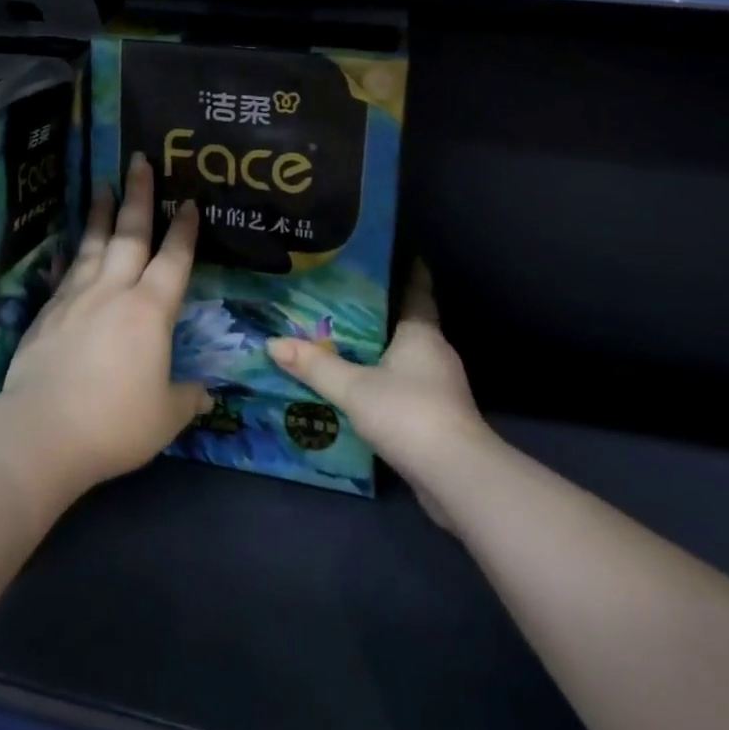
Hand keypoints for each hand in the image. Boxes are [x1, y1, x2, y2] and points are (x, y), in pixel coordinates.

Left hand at [1, 153, 211, 490]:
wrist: (42, 431)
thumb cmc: (115, 422)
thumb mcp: (165, 417)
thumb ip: (186, 398)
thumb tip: (204, 393)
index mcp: (150, 311)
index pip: (173, 260)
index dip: (183, 231)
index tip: (188, 202)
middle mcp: (114, 292)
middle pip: (131, 234)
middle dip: (139, 196)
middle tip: (140, 161)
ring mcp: (77, 297)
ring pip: (95, 244)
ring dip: (103, 213)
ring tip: (105, 185)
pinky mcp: (48, 312)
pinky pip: (68, 270)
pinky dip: (75, 252)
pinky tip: (73, 245)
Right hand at [268, 262, 487, 522]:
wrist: (456, 476)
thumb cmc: (408, 413)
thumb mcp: (353, 387)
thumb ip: (314, 366)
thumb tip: (272, 343)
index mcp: (421, 333)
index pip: (418, 290)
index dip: (410, 270)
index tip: (395, 253)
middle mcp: (436, 353)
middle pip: (409, 322)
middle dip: (382, 312)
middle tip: (345, 298)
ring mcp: (441, 387)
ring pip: (407, 357)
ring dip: (382, 349)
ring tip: (345, 341)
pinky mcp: (439, 417)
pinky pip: (408, 386)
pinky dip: (387, 381)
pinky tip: (361, 387)